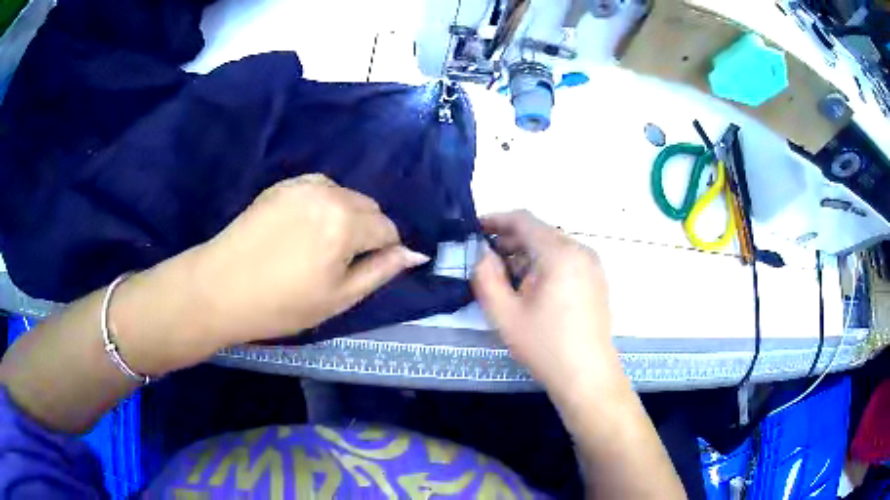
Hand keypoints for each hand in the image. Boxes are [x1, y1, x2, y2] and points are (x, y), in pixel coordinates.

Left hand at [191, 174, 429, 342]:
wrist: (220, 288)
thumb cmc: (281, 304)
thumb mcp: (338, 298)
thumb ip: (380, 272)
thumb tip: (415, 254)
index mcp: (346, 224)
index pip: (386, 228)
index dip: (385, 250)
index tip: (367, 269)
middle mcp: (329, 194)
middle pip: (369, 206)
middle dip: (367, 230)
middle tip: (342, 261)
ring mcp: (302, 185)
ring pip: (345, 195)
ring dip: (346, 215)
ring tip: (322, 244)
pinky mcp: (281, 185)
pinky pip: (319, 187)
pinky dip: (324, 203)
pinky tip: (305, 226)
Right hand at [472, 211, 618, 406]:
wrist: (587, 376)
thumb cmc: (545, 345)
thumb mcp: (504, 314)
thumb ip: (485, 277)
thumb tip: (482, 254)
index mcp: (559, 253)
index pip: (523, 220)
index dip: (495, 220)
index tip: (473, 229)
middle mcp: (580, 251)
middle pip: (540, 232)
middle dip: (509, 240)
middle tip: (485, 259)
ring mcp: (592, 266)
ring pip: (553, 247)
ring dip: (526, 254)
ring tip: (504, 276)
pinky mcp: (596, 281)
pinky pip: (566, 260)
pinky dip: (544, 264)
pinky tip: (531, 288)